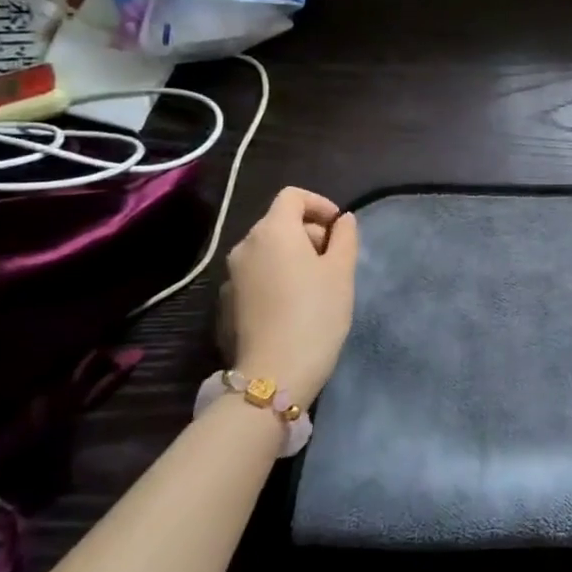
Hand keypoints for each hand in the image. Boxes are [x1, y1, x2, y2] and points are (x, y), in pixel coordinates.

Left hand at [222, 187, 359, 408]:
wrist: (273, 375)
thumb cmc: (316, 314)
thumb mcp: (342, 271)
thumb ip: (345, 237)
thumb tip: (342, 220)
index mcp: (272, 231)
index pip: (293, 196)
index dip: (319, 203)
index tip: (339, 228)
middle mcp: (245, 246)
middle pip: (279, 222)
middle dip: (309, 232)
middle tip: (335, 260)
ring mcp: (231, 276)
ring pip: (267, 251)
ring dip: (293, 256)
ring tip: (317, 284)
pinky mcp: (227, 303)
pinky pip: (257, 275)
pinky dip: (277, 277)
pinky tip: (294, 305)